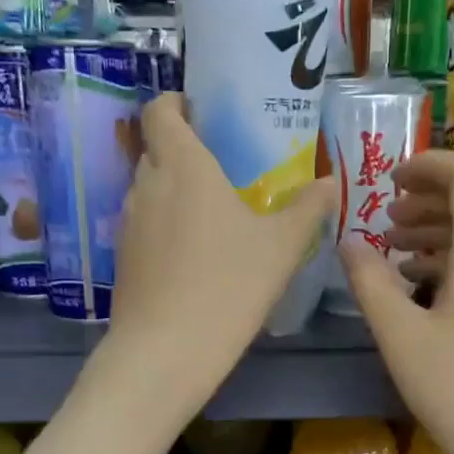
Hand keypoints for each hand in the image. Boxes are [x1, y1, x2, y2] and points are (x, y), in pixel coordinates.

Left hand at [109, 93, 335, 404]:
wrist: (167, 351)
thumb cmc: (229, 285)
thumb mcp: (282, 247)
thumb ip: (307, 209)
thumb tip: (331, 183)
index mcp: (184, 165)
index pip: (160, 111)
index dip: (176, 103)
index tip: (202, 113)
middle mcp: (147, 184)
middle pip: (156, 149)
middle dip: (185, 150)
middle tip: (225, 168)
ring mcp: (128, 222)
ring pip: (150, 189)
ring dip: (175, 190)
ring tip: (214, 214)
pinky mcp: (123, 257)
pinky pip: (144, 224)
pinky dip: (165, 225)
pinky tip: (194, 255)